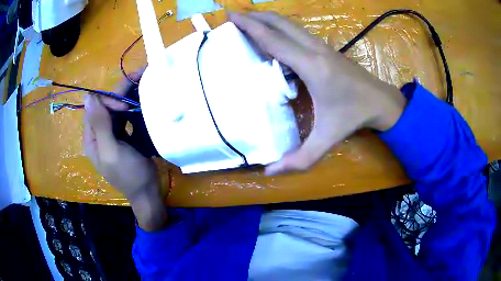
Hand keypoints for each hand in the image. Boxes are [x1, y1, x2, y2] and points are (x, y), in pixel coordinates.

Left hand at [83, 70, 166, 230]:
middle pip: (106, 105)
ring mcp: (111, 134)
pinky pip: (124, 116)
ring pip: (115, 108)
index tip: (127, 107)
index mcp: (92, 138)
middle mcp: (99, 133)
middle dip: (121, 92)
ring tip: (144, 82)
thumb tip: (88, 95)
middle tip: (141, 76)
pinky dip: (132, 106)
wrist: (147, 192)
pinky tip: (142, 101)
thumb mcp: (112, 151)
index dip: (109, 101)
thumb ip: (99, 124)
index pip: (95, 107)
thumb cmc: (129, 174)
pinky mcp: (123, 136)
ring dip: (128, 95)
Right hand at [229, 12, 406, 174]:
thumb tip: (269, 172)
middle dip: (255, 16)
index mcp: (311, 66)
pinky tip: (273, 34)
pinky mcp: (325, 48)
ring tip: (249, 20)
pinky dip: (280, 27)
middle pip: (280, 23)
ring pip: (289, 24)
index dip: (250, 26)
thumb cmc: (354, 116)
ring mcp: (321, 46)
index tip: (231, 16)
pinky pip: (297, 31)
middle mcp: (314, 49)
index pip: (273, 39)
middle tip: (234, 15)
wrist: (381, 101)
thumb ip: (300, 158)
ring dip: (268, 19)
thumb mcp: (326, 139)